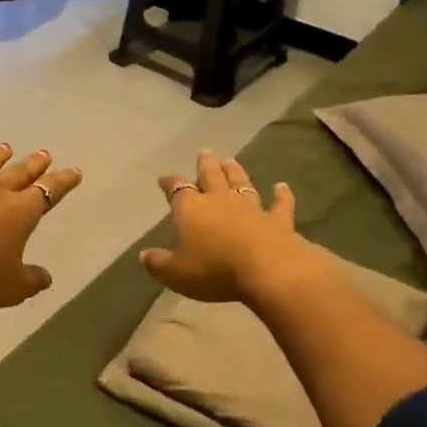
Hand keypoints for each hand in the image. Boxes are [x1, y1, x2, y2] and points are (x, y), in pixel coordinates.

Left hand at [0, 145, 81, 338]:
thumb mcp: (12, 288)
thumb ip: (31, 280)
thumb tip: (46, 278)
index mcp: (20, 212)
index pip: (48, 192)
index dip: (63, 182)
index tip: (74, 171)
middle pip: (18, 173)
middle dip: (33, 164)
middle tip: (44, 154)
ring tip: (5, 148)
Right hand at [140, 151, 312, 302]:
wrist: (267, 270)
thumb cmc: (214, 270)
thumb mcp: (176, 273)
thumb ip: (159, 263)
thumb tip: (143, 255)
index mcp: (191, 209)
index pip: (177, 190)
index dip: (169, 183)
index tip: (164, 179)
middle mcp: (220, 200)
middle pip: (211, 177)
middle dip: (205, 165)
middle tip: (204, 153)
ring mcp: (251, 207)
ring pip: (241, 183)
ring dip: (236, 172)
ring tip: (231, 161)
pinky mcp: (278, 220)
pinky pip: (279, 204)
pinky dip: (281, 195)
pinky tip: (282, 186)